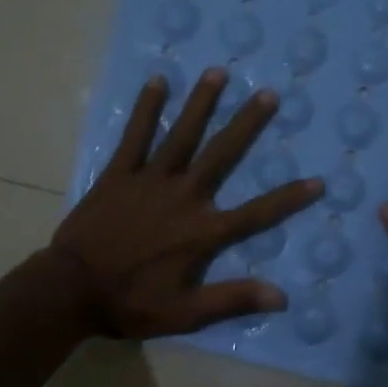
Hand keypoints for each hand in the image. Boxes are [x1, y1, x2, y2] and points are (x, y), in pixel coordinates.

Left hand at [52, 68, 322, 338]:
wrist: (70, 290)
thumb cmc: (130, 303)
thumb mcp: (185, 313)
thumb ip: (233, 300)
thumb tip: (281, 295)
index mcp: (201, 232)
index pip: (255, 213)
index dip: (288, 199)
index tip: (318, 181)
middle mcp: (182, 197)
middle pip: (221, 155)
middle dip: (247, 124)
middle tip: (268, 93)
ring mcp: (149, 181)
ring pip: (181, 135)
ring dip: (201, 103)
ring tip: (219, 73)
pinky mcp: (119, 174)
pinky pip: (135, 136)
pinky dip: (146, 109)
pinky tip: (157, 81)